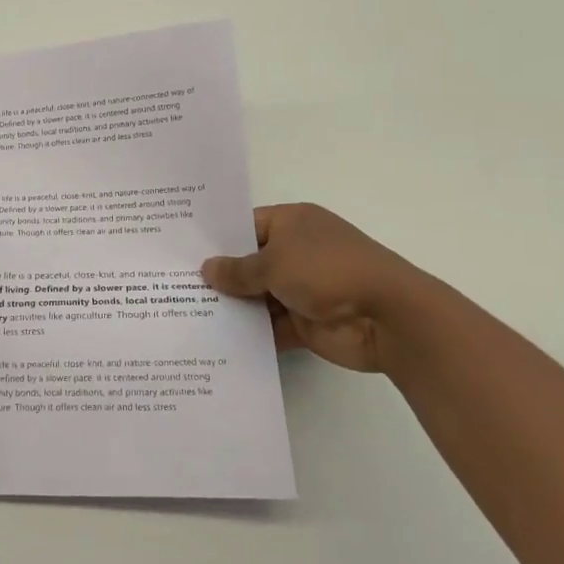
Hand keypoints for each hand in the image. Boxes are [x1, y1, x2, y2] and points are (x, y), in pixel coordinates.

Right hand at [202, 203, 425, 372]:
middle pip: (250, 263)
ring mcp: (303, 289)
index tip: (183, 251)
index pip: (246, 226)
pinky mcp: (307, 323)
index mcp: (293, 223)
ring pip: (258, 297)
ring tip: (187, 314)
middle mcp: (297, 252)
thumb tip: (207, 270)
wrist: (388, 317)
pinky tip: (216, 339)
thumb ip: (238, 270)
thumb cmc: (327, 271)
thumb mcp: (273, 263)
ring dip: (234, 307)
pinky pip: (271, 327)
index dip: (218, 239)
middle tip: (176, 285)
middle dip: (221, 276)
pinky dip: (252, 334)